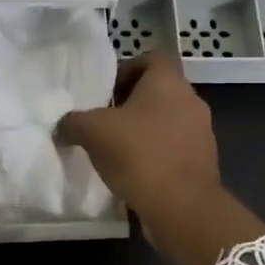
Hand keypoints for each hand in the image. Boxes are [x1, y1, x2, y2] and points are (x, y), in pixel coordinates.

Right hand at [57, 52, 264, 264]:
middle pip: (159, 91)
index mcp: (169, 82)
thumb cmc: (139, 154)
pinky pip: (174, 148)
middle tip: (104, 120)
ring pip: (167, 120)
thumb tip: (62, 127)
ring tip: (115, 149)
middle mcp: (191, 101)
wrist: (182, 207)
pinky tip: (132, 172)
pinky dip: (154, 154)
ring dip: (143, 130)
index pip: (153, 58)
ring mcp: (201, 133)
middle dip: (131, 103)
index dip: (128, 68)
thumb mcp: (92, 132)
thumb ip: (73, 122)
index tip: (107, 91)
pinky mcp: (202, 162)